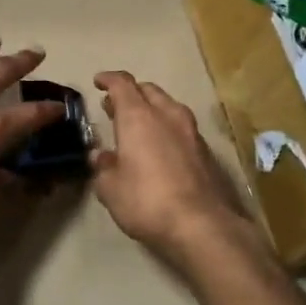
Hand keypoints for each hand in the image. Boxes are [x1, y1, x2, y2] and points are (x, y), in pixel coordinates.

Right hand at [91, 71, 257, 265]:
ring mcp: (191, 132)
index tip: (98, 82)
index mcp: (138, 117)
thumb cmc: (146, 201)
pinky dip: (167, 128)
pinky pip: (182, 128)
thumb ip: (103, 167)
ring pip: (169, 106)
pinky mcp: (206, 151)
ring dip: (152, 109)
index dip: (109, 79)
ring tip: (138, 124)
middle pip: (148, 90)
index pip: (122, 84)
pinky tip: (160, 146)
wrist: (201, 225)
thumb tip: (101, 156)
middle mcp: (167, 115)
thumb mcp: (110, 188)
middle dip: (131, 93)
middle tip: (114, 106)